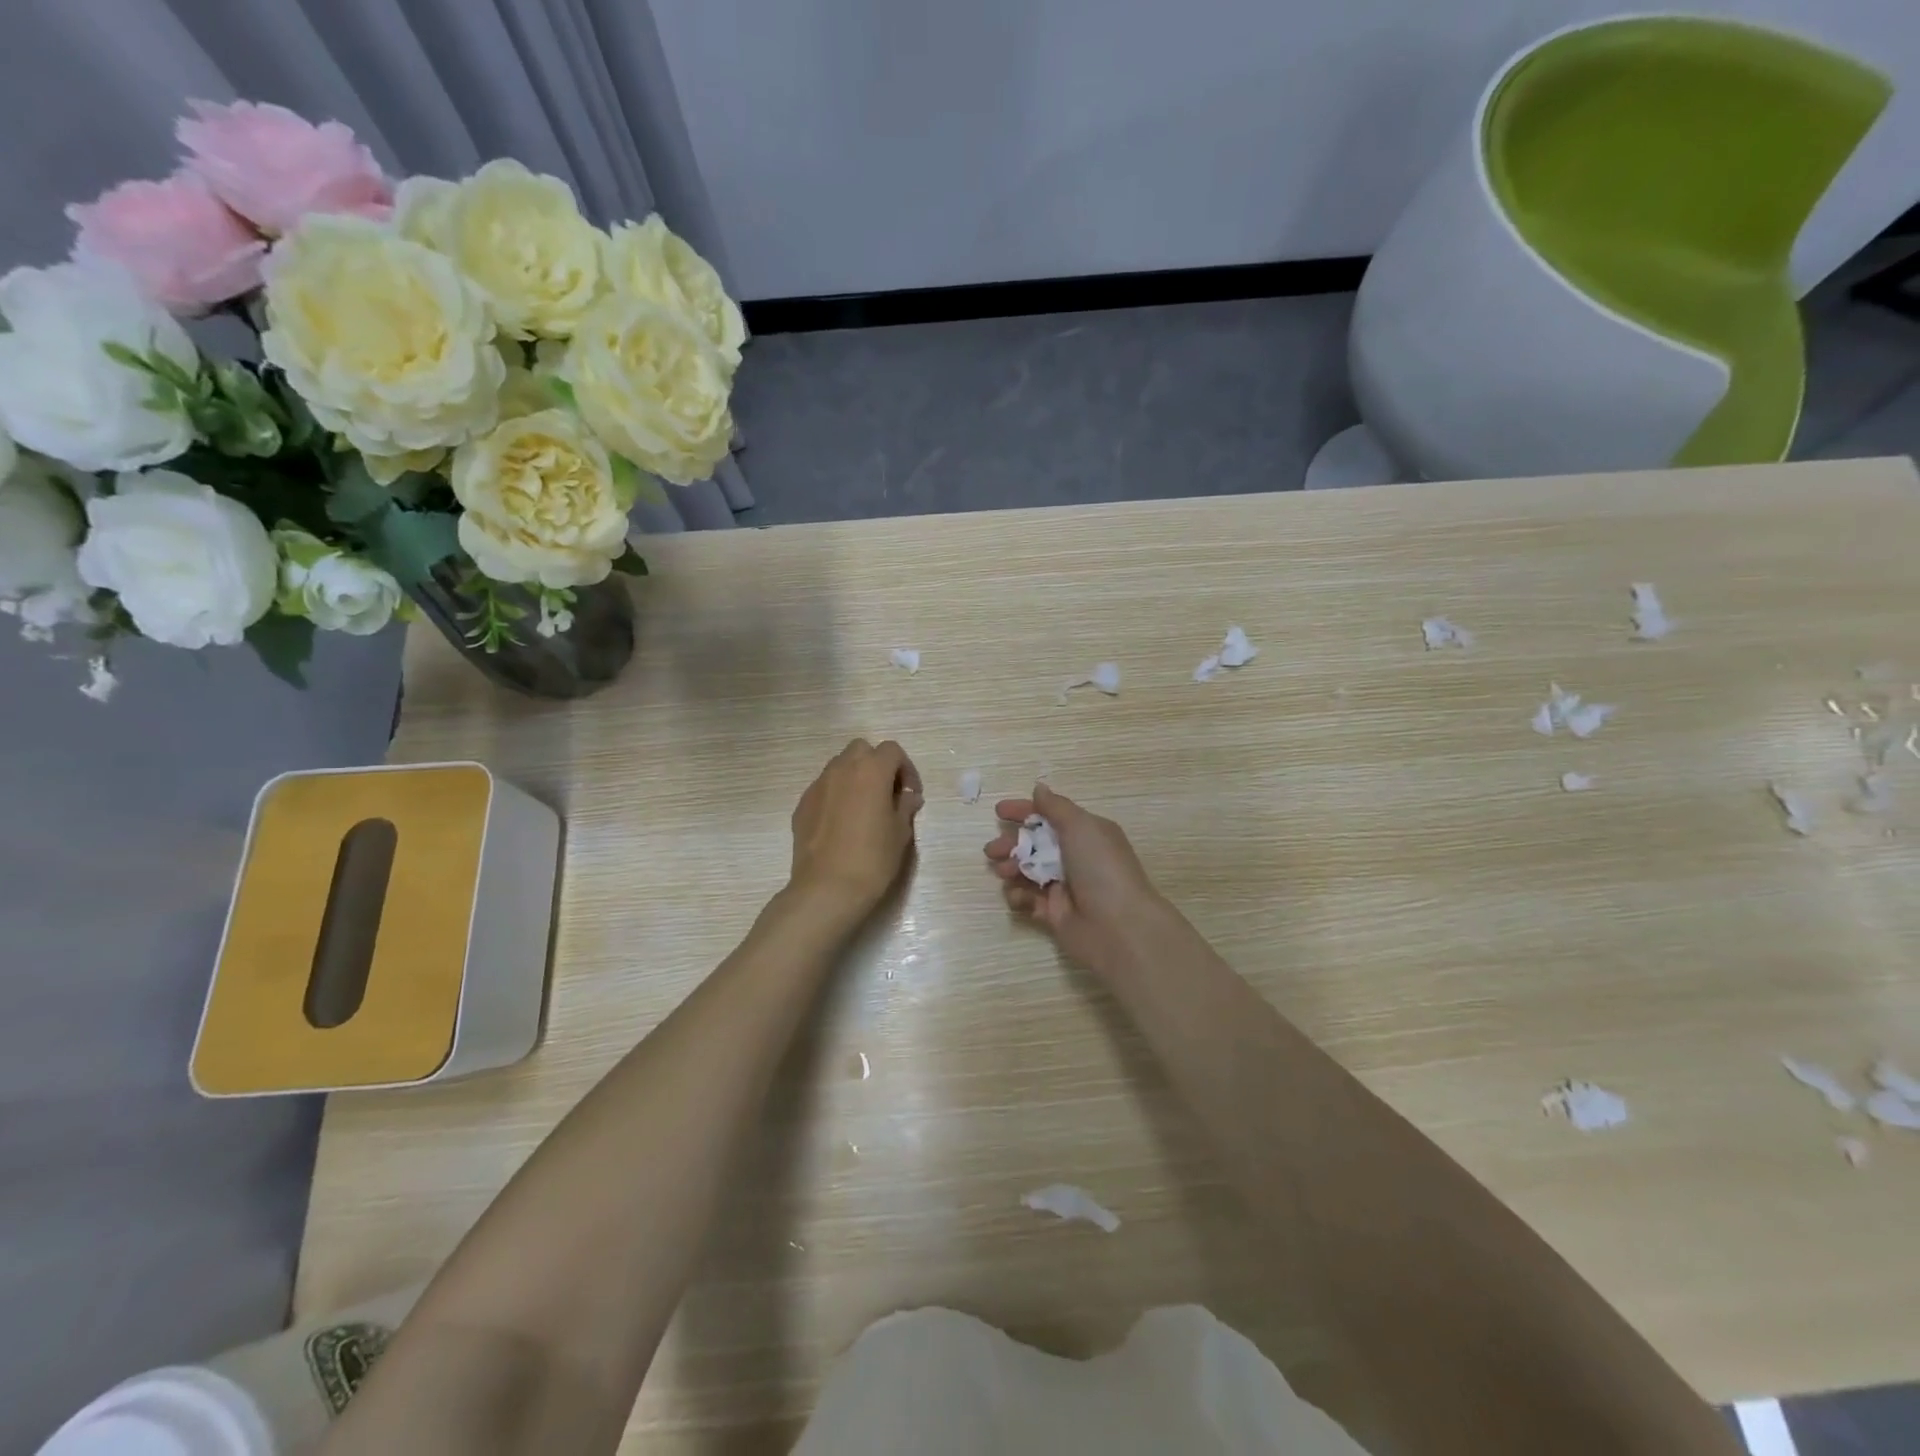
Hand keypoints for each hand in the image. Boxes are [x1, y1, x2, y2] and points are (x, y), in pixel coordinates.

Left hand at [788, 739, 923, 917]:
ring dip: (855, 778)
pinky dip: (836, 796)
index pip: (892, 750)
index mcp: (871, 771)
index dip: (905, 768)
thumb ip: (905, 807)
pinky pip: (824, 789)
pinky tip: (842, 824)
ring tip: (863, 808)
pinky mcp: (802, 805)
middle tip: (886, 793)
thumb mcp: (900, 833)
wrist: (827, 888)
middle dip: (876, 764)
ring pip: (839, 767)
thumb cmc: (873, 859)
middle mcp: (842, 769)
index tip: (910, 793)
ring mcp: (818, 786)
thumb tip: (908, 796)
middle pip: (861, 750)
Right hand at [984, 783, 1168, 969]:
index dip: (1024, 812)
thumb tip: (1039, 788)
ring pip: (1027, 871)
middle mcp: (1075, 858)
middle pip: (1034, 844)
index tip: (999, 812)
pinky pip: (1028, 899)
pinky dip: (1018, 895)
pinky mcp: (1053, 913)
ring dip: (1011, 868)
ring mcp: (1064, 886)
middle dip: (1011, 844)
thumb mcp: (1081, 826)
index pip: (1050, 817)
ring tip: (1004, 872)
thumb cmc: (1101, 868)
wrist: (1118, 926)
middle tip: (993, 850)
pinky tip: (1018, 896)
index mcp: (1085, 834)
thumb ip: (1055, 807)